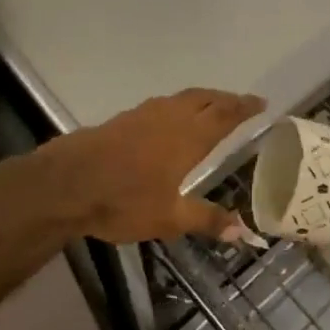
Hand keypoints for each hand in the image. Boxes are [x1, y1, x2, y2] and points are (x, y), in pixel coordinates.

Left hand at [45, 88, 265, 243]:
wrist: (68, 183)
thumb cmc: (124, 200)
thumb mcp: (169, 218)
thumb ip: (207, 220)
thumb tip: (244, 231)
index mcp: (188, 136)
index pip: (225, 114)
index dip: (244, 107)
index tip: (261, 103)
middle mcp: (170, 117)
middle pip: (205, 99)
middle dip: (226, 99)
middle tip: (242, 103)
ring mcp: (144, 114)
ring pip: (182, 98)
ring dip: (202, 99)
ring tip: (212, 107)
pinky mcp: (124, 118)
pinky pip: (163, 104)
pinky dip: (179, 105)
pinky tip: (172, 120)